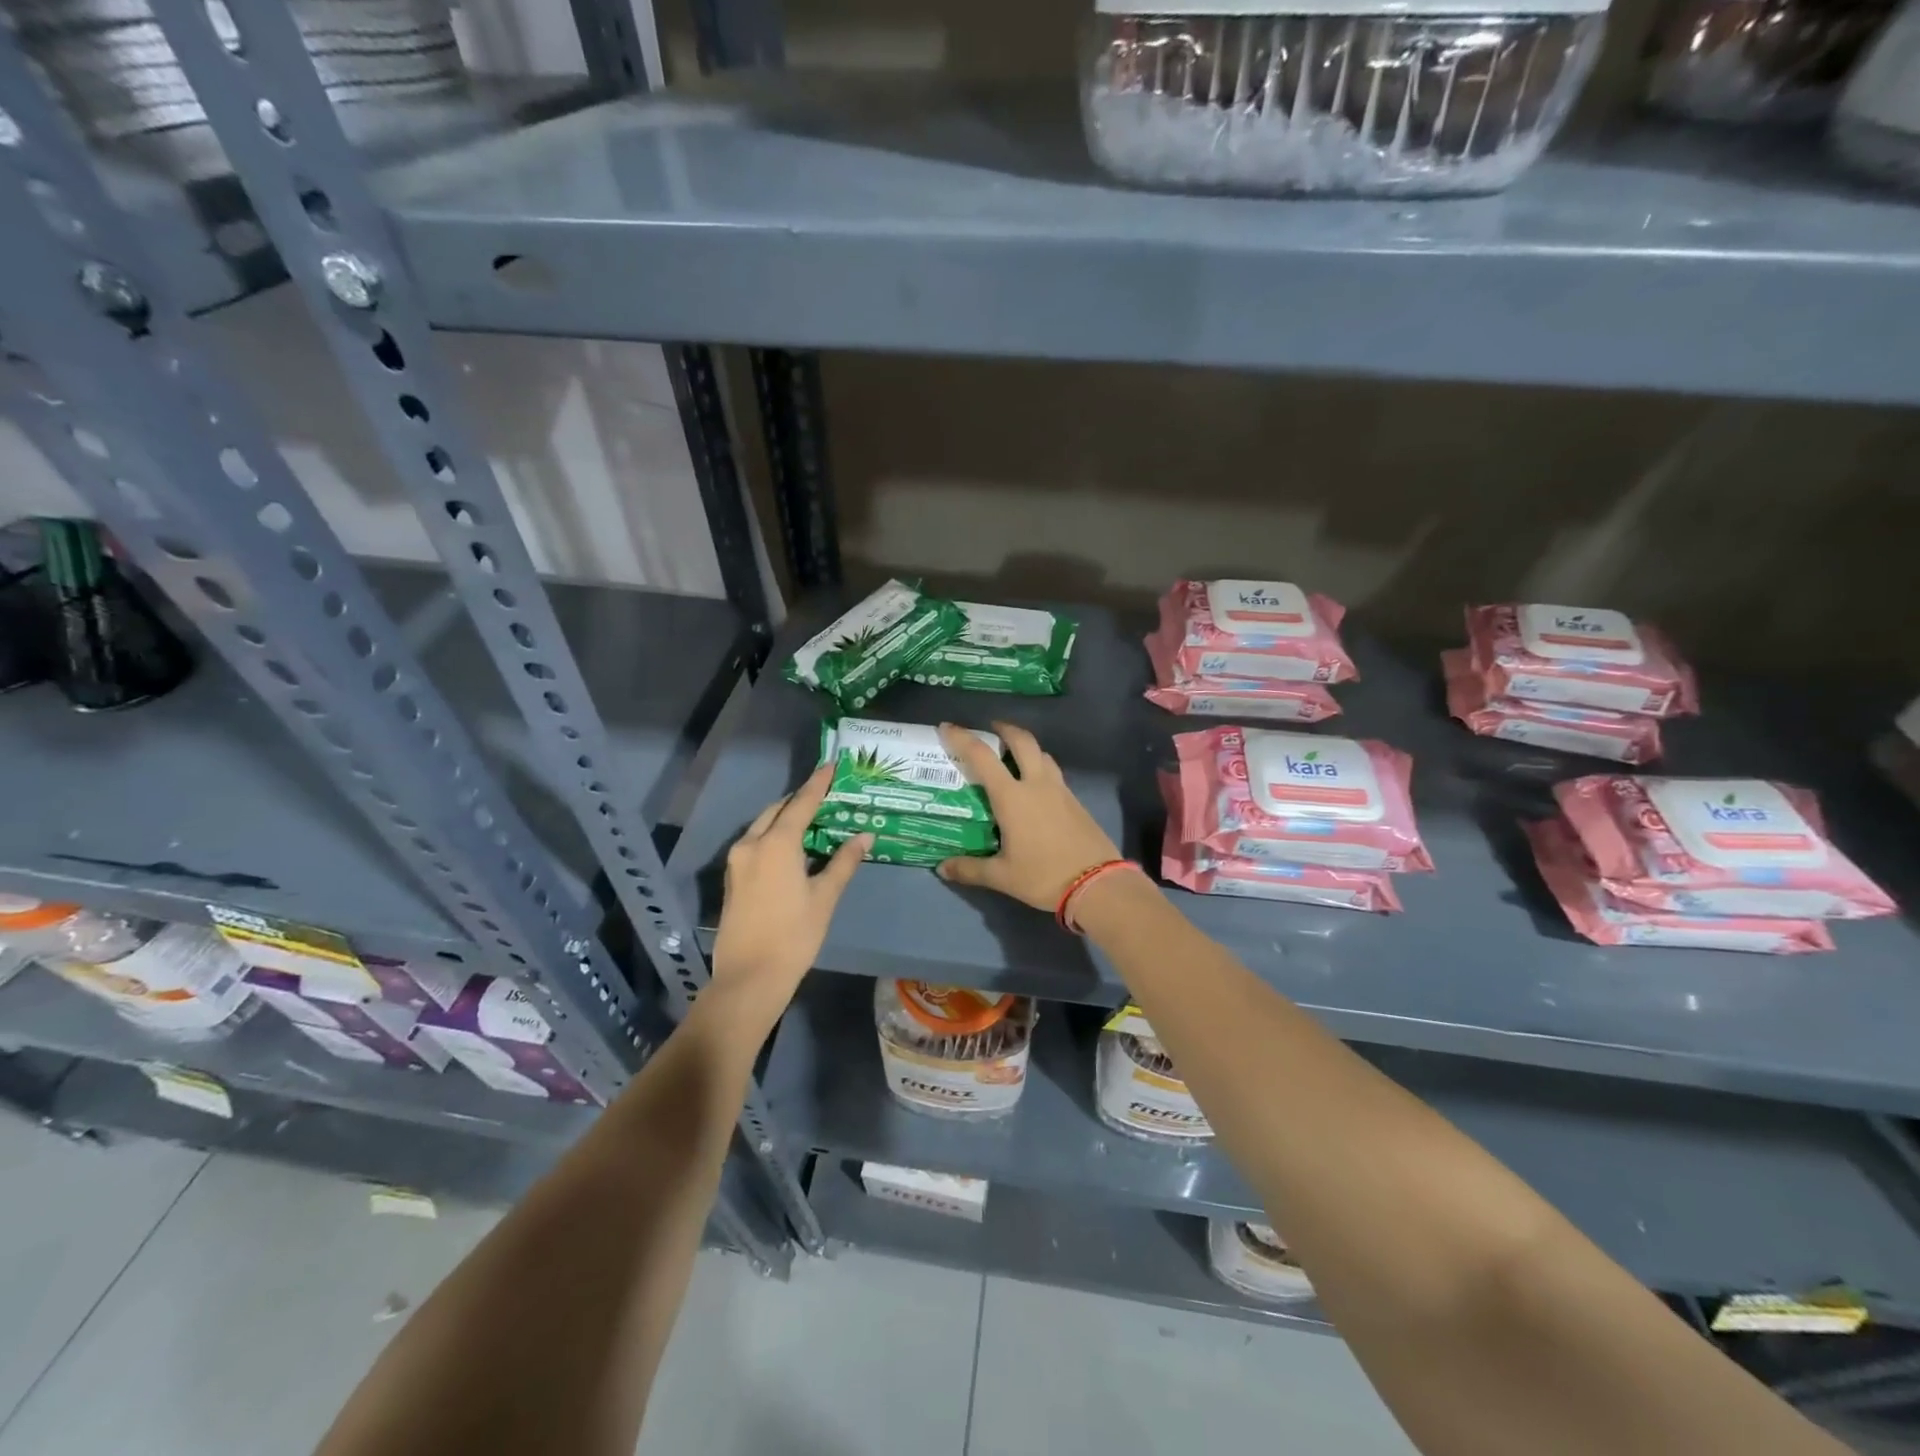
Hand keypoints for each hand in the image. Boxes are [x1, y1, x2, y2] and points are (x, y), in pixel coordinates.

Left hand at [710, 764, 869, 1020]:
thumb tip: (865, 836)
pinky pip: (755, 843)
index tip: (831, 765)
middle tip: (825, 795)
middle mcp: (752, 844)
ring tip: (812, 819)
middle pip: (778, 810)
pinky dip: (774, 836)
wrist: (749, 977)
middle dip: (800, 799)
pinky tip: (792, 847)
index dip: (818, 783)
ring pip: (763, 826)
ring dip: (785, 818)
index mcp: (776, 844)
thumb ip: (844, 862)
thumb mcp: (825, 897)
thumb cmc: (794, 935)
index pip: (801, 803)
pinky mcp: (733, 878)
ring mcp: (738, 861)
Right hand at [935, 722, 1120, 909]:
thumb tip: (943, 868)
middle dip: (1004, 729)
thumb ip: (970, 869)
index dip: (962, 738)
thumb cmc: (1044, 876)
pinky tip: (1035, 787)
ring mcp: (1060, 790)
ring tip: (1013, 756)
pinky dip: (1040, 767)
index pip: (982, 757)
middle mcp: (1036, 784)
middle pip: (1022, 741)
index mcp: (1012, 797)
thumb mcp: (1002, 876)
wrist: (1098, 884)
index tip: (947, 727)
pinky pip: (1054, 773)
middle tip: (991, 729)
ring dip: (1026, 747)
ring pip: (1042, 754)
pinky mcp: (1076, 801)